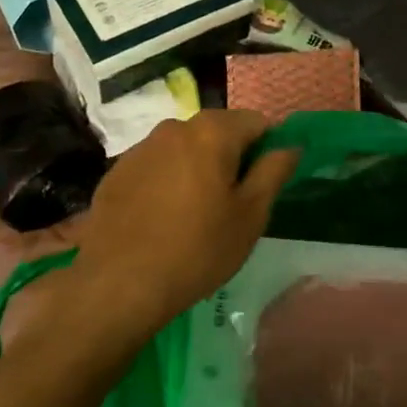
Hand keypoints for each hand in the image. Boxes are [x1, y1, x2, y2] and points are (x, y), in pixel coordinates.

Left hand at [41, 111, 298, 364]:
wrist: (119, 284)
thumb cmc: (198, 249)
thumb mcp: (250, 215)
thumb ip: (274, 171)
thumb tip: (290, 146)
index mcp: (212, 132)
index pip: (256, 122)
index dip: (268, 149)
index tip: (265, 183)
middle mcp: (174, 128)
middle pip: (218, 132)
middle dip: (232, 158)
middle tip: (234, 203)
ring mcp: (140, 149)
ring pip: (185, 149)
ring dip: (198, 169)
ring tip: (197, 213)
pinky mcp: (116, 173)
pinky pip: (156, 167)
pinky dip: (168, 182)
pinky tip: (164, 219)